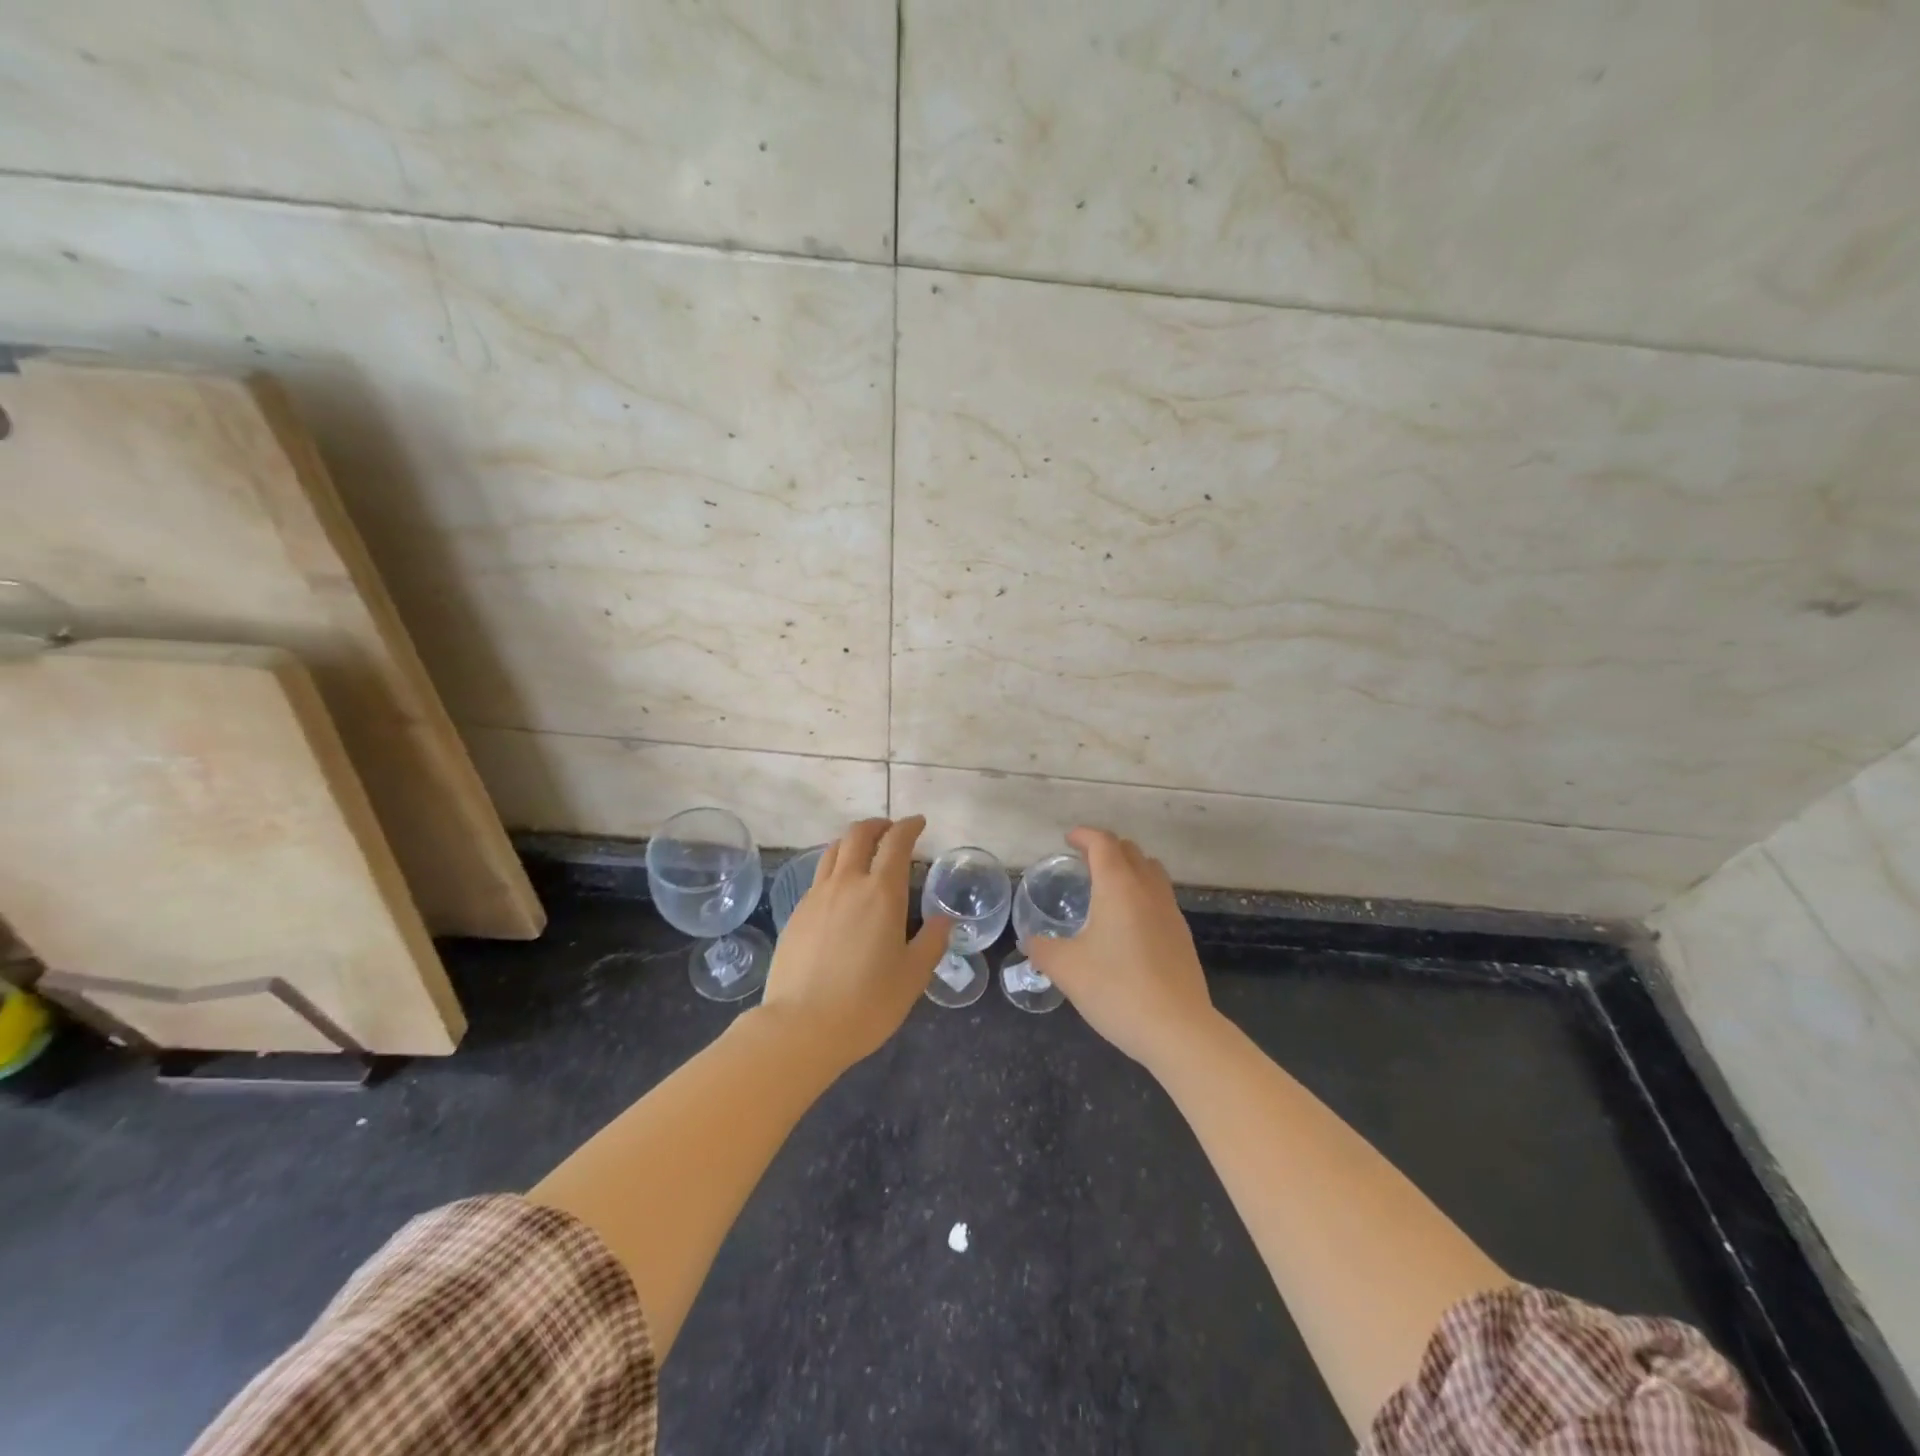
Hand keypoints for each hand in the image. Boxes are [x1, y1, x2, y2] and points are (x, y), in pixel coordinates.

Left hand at [760, 816, 949, 1068]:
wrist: (800, 1027)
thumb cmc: (867, 1003)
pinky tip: (840, 891)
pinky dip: (834, 868)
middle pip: (858, 835)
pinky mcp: (797, 914)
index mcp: (881, 893)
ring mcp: (816, 896)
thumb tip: (943, 920)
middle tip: (891, 831)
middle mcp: (847, 883)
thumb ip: (932, 942)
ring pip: (833, 851)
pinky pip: (818, 877)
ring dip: (853, 842)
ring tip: (864, 852)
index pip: (896, 842)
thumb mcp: (913, 976)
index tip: (918, 823)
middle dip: (878, 825)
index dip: (909, 827)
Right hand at [1027, 827, 1217, 1070]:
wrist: (1178, 1029)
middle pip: (1130, 851)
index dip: (1084, 836)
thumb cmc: (1116, 989)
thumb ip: (1042, 949)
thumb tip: (1030, 941)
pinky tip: (1127, 924)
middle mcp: (1148, 890)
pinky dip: (1142, 894)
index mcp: (1118, 886)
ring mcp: (1170, 912)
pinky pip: (1160, 898)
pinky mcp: (1182, 936)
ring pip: (1151, 872)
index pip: (1103, 843)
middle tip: (1084, 861)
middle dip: (1106, 848)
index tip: (1068, 839)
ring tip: (1107, 887)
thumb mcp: (1066, 969)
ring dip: (1129, 868)